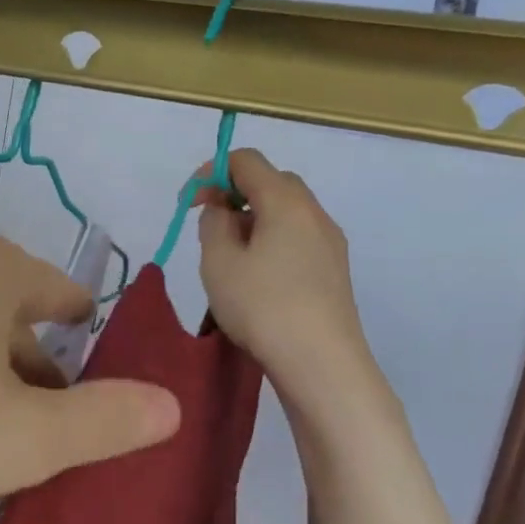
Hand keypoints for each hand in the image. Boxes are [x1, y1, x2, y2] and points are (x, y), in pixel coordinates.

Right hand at [195, 149, 373, 382]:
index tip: (190, 203)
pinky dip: (273, 240)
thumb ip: (213, 222)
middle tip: (209, 226)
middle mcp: (314, 212)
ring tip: (230, 256)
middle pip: (271, 181)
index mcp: (285, 201)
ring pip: (286, 212)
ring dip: (254, 220)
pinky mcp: (335, 270)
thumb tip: (223, 209)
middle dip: (235, 194)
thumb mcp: (219, 261)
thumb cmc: (262, 306)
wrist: (321, 363)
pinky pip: (298, 237)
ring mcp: (330, 241)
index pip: (246, 160)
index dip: (211, 172)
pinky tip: (258, 277)